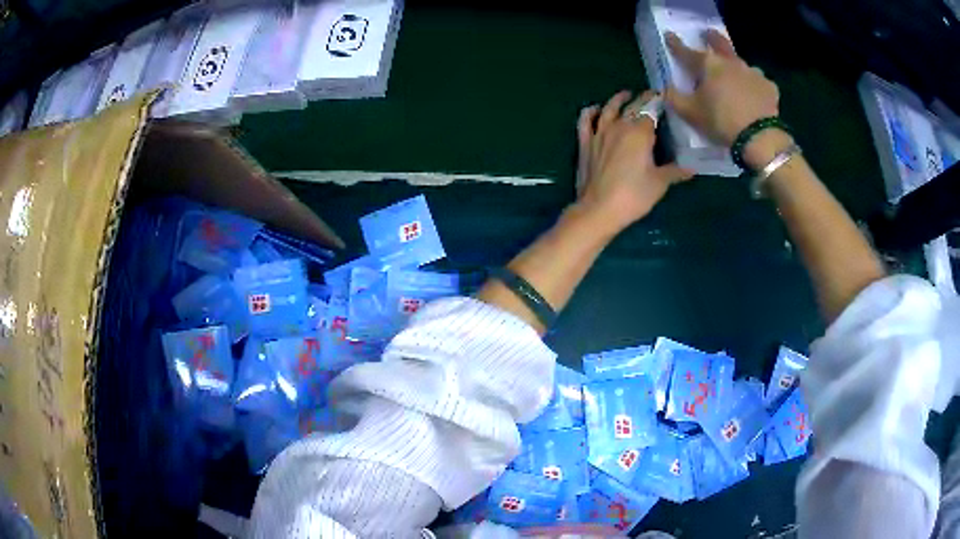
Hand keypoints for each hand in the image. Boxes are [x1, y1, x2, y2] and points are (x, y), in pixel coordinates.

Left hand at [575, 90, 693, 232]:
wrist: (598, 209)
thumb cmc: (634, 195)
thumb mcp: (660, 183)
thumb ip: (676, 171)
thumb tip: (692, 167)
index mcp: (639, 132)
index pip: (651, 109)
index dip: (658, 101)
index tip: (664, 97)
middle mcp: (619, 126)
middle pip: (632, 106)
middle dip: (642, 98)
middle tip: (651, 95)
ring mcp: (599, 133)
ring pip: (608, 108)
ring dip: (618, 99)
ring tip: (626, 94)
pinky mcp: (585, 143)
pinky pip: (585, 121)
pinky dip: (590, 112)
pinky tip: (595, 109)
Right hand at [664, 30, 780, 148]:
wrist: (759, 138)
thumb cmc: (721, 121)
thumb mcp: (689, 113)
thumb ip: (674, 98)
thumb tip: (665, 88)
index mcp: (708, 64)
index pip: (686, 51)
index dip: (676, 44)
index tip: (670, 36)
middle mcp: (730, 62)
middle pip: (720, 44)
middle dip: (712, 38)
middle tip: (709, 34)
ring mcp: (752, 72)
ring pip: (741, 64)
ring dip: (736, 66)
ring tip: (735, 74)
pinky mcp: (769, 87)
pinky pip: (759, 82)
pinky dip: (754, 85)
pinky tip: (754, 94)